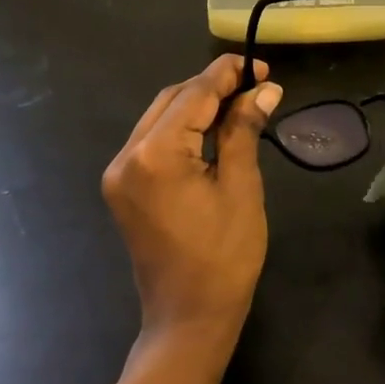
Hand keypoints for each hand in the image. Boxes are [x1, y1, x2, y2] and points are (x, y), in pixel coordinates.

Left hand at [103, 54, 282, 346]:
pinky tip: (211, 131)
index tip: (261, 66)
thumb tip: (265, 89)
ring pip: (159, 118)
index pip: (194, 95)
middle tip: (256, 86)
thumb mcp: (241, 187)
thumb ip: (244, 130)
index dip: (229, 74)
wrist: (188, 318)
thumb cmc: (224, 256)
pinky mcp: (122, 187)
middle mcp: (127, 155)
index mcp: (155, 154)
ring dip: (197, 106)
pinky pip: (152, 142)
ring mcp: (119, 173)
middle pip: (172, 100)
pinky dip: (181, 130)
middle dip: (212, 87)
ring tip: (240, 104)